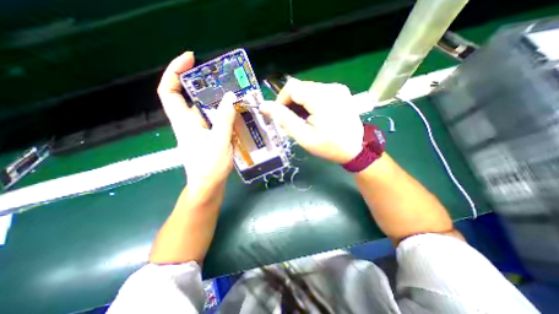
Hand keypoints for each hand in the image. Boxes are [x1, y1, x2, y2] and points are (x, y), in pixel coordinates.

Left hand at [156, 51, 236, 189]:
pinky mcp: (209, 137)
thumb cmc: (210, 168)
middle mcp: (189, 124)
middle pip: (191, 98)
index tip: (191, 59)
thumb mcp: (219, 143)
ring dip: (218, 101)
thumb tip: (230, 97)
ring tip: (236, 95)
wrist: (208, 188)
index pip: (169, 91)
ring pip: (206, 110)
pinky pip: (215, 120)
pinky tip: (237, 115)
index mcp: (184, 123)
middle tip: (225, 79)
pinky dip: (224, 114)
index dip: (174, 72)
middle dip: (205, 85)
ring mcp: (200, 131)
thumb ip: (224, 120)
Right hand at [260, 78, 364, 162]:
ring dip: (300, 103)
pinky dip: (310, 101)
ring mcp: (337, 88)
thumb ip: (284, 119)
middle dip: (291, 103)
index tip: (282, 116)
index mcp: (322, 98)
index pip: (291, 87)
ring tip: (304, 120)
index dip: (281, 100)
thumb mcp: (304, 137)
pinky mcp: (340, 91)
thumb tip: (264, 106)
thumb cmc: (329, 147)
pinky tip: (314, 115)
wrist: (355, 149)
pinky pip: (318, 91)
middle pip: (300, 87)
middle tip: (293, 121)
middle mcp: (331, 87)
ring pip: (308, 88)